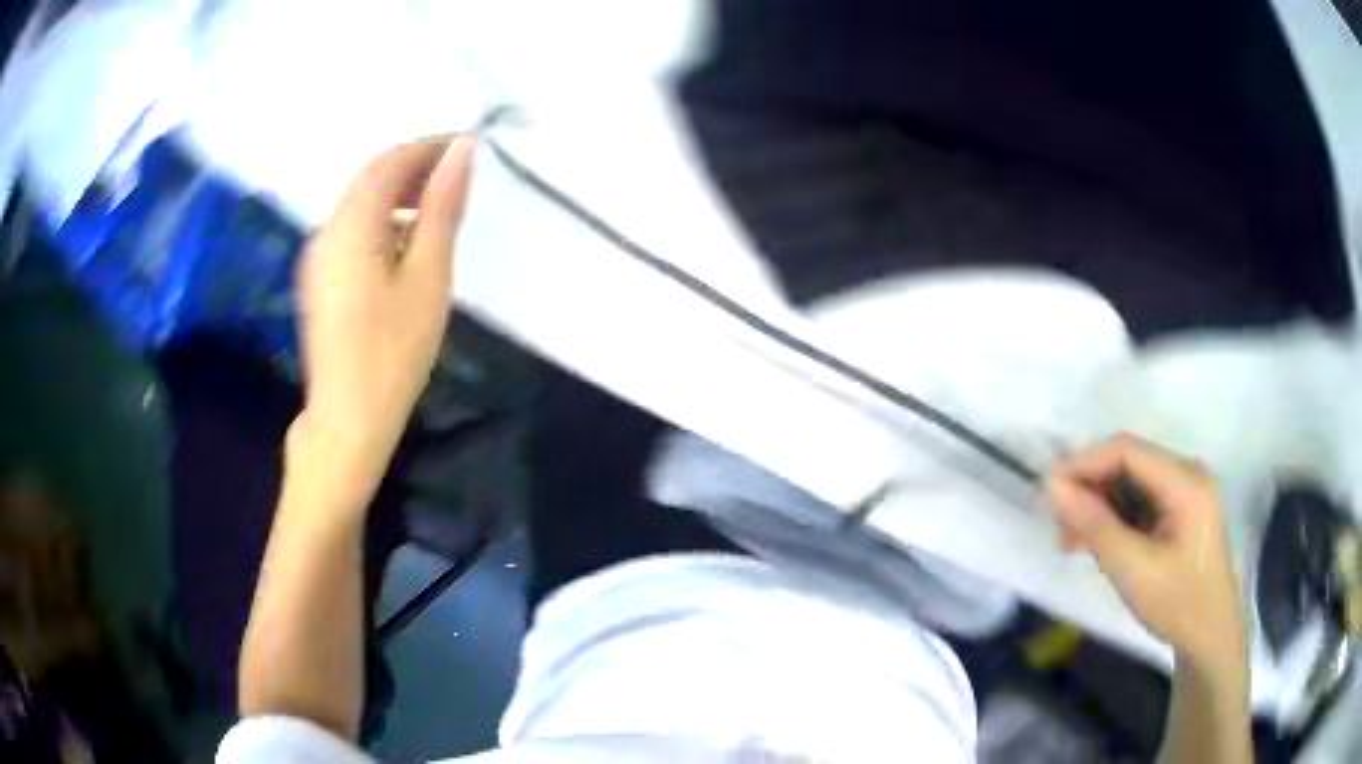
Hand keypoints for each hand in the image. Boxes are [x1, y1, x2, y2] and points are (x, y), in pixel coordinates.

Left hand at [293, 136, 473, 496]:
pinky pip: (350, 231)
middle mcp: (326, 231)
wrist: (347, 420)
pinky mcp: (318, 281)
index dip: (429, 147)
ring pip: (358, 204)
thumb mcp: (428, 275)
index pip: (389, 162)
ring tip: (437, 209)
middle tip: (457, 177)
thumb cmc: (393, 351)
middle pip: (369, 178)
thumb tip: (461, 151)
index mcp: (351, 225)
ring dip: (397, 193)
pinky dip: (381, 220)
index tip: (468, 149)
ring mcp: (317, 258)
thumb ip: (442, 208)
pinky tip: (405, 245)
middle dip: (413, 167)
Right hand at [1046, 434, 1245, 666]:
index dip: (1084, 462)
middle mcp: (1186, 474)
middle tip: (1058, 526)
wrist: (1208, 636)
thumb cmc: (1176, 603)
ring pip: (1129, 483)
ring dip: (1098, 507)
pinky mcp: (1178, 510)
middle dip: (1090, 490)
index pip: (1127, 450)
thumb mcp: (1132, 568)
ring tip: (1070, 542)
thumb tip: (1053, 486)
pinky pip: (1138, 501)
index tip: (1048, 490)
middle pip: (1127, 463)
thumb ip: (1094, 524)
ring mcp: (1184, 491)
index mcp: (1185, 481)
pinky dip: (1113, 519)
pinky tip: (1093, 544)